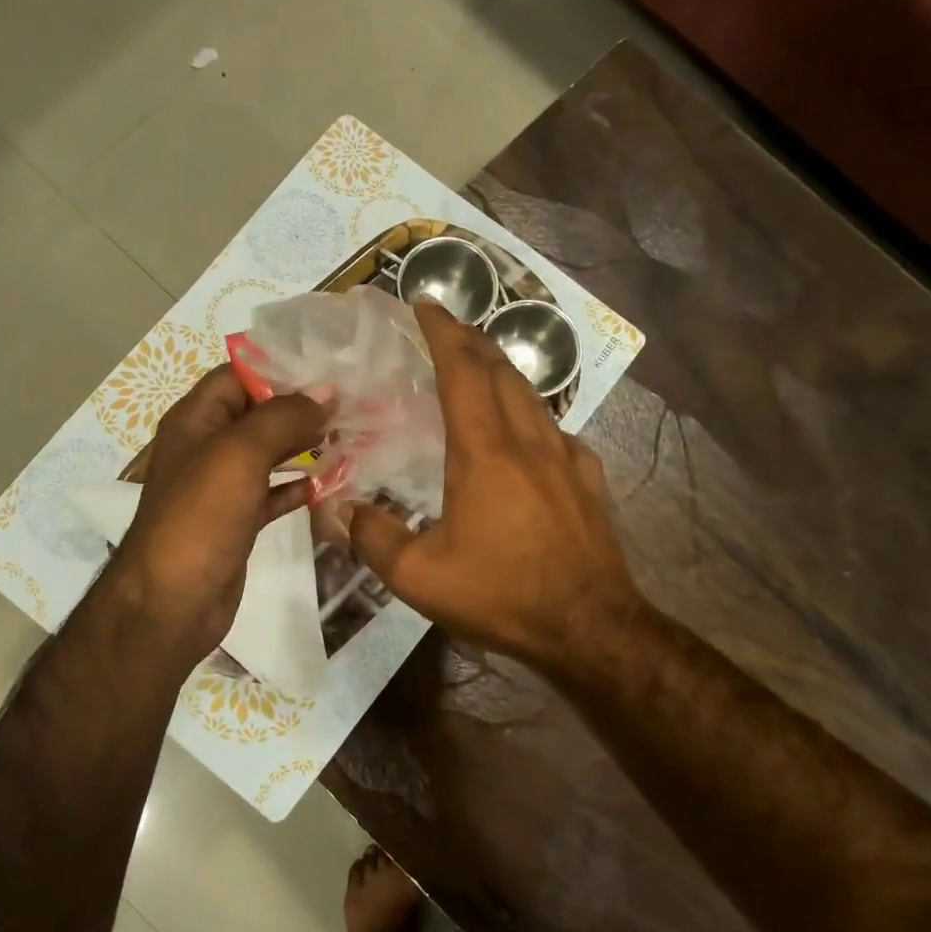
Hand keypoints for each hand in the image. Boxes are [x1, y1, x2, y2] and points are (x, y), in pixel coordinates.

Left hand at [112, 366, 328, 666]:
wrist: (171, 601)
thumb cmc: (200, 516)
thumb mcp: (240, 453)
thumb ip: (283, 417)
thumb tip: (326, 391)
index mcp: (196, 419)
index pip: (238, 375)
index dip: (280, 368)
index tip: (330, 369)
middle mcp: (207, 447)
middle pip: (258, 414)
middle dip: (301, 408)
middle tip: (354, 403)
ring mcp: (222, 487)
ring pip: (269, 454)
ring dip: (305, 446)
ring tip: (352, 436)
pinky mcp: (238, 521)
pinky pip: (273, 493)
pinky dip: (299, 487)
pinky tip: (331, 483)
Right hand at [350, 303, 645, 675]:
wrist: (591, 627)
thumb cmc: (503, 595)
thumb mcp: (420, 577)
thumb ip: (374, 538)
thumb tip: (339, 510)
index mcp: (484, 451)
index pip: (462, 371)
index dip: (442, 332)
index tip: (425, 304)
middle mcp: (528, 440)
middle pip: (500, 371)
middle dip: (471, 340)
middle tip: (447, 327)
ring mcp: (566, 457)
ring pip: (531, 395)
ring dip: (502, 371)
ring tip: (480, 367)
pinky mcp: (588, 480)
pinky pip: (556, 430)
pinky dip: (531, 414)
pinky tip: (527, 432)